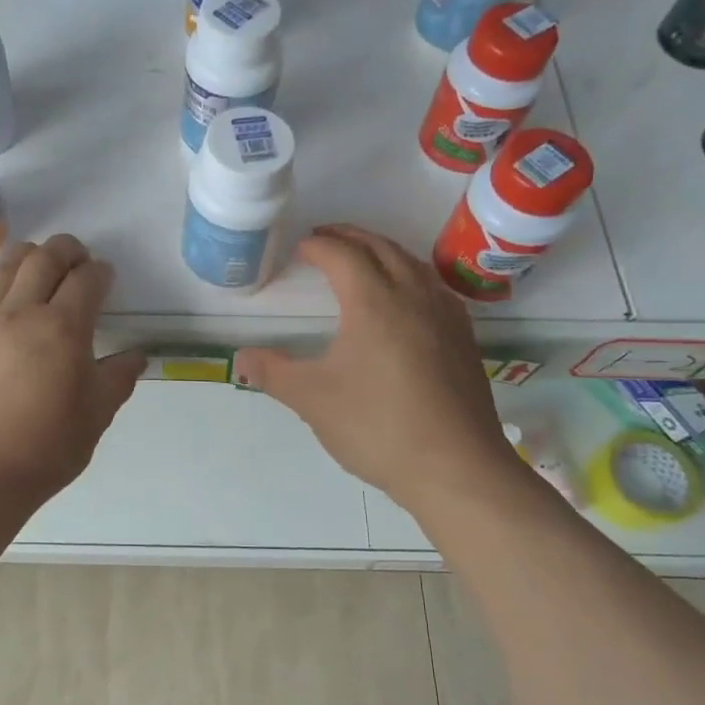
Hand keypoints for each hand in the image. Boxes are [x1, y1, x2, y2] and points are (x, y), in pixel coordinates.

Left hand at [0, 235, 143, 512]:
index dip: (101, 273)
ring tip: (42, 267)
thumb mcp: (95, 417)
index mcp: (62, 329)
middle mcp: (21, 312)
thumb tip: (135, 356)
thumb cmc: (44, 449)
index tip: (106, 277)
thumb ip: (118, 378)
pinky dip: (3, 285)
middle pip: (44, 258)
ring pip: (8, 267)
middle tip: (78, 258)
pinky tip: (8, 303)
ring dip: (31, 258)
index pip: (86, 280)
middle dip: (67, 250)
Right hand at [234, 224, 517, 513]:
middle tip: (326, 237)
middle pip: (382, 248)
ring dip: (383, 251)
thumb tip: (241, 358)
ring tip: (363, 258)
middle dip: (351, 236)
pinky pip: (433, 287)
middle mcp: (414, 296)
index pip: (343, 255)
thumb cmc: (377, 427)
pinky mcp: (464, 339)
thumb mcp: (311, 399)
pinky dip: (410, 275)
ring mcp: (445, 317)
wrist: (455, 467)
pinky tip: (406, 299)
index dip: (319, 245)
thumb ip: (272, 373)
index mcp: (374, 302)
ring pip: (413, 264)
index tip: (301, 248)